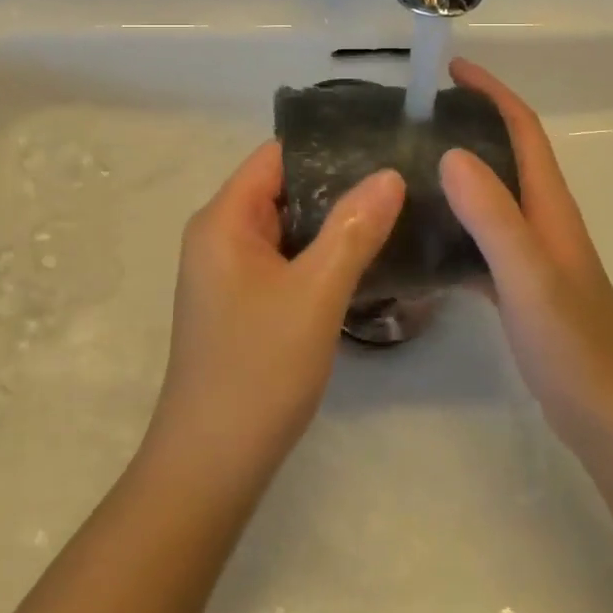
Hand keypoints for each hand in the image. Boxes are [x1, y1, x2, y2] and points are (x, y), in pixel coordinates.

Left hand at [148, 143, 404, 482]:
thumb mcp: (315, 294)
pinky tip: (364, 260)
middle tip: (402, 181)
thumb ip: (353, 229)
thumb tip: (389, 174)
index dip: (327, 146)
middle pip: (283, 188)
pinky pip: (285, 259)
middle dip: (338, 183)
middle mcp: (219, 235)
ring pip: (288, 226)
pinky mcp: (242, 302)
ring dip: (332, 222)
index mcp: (224, 219)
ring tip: (395, 213)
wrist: (210, 468)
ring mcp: (229, 271)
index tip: (382, 145)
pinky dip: (320, 254)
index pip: (277, 156)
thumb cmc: (258, 371)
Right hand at [440, 59, 612, 466]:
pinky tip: (420, 240)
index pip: (522, 128)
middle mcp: (542, 219)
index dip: (491, 92)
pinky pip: (480, 238)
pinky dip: (453, 225)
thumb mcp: (528, 275)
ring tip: (406, 168)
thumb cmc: (574, 343)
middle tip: (414, 119)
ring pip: (491, 196)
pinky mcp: (521, 285)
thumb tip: (449, 153)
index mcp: (548, 204)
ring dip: (457, 173)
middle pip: (505, 154)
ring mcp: (533, 253)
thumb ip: (492, 215)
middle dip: (468, 123)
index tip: (452, 69)